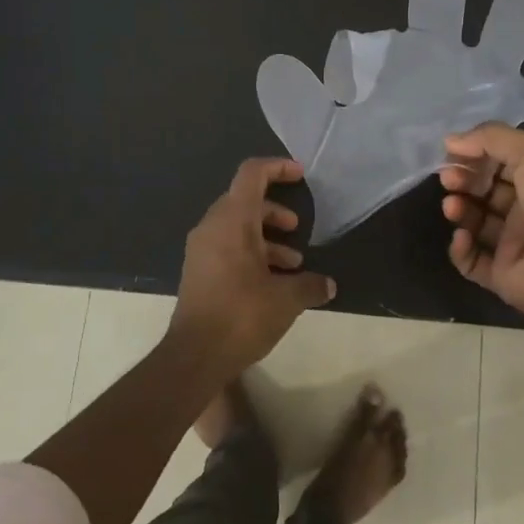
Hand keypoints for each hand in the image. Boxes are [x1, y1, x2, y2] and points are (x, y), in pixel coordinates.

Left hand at [171, 158, 336, 375]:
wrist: (194, 356)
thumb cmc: (242, 315)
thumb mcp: (286, 299)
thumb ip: (310, 285)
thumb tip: (328, 285)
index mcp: (232, 220)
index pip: (252, 174)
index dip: (277, 167)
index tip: (300, 175)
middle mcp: (212, 226)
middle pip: (245, 201)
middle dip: (274, 211)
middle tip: (297, 228)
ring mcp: (201, 249)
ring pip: (237, 227)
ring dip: (265, 237)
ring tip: (293, 262)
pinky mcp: (198, 271)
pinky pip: (226, 247)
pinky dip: (251, 253)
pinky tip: (273, 281)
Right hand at [439, 124, 523, 331]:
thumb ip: (492, 138)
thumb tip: (451, 140)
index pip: (502, 160)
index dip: (476, 153)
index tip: (452, 151)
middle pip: (485, 189)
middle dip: (463, 179)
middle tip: (448, 179)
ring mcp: (514, 244)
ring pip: (475, 221)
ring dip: (459, 209)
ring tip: (452, 207)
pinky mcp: (502, 275)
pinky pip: (471, 259)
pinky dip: (461, 248)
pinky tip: (462, 237)